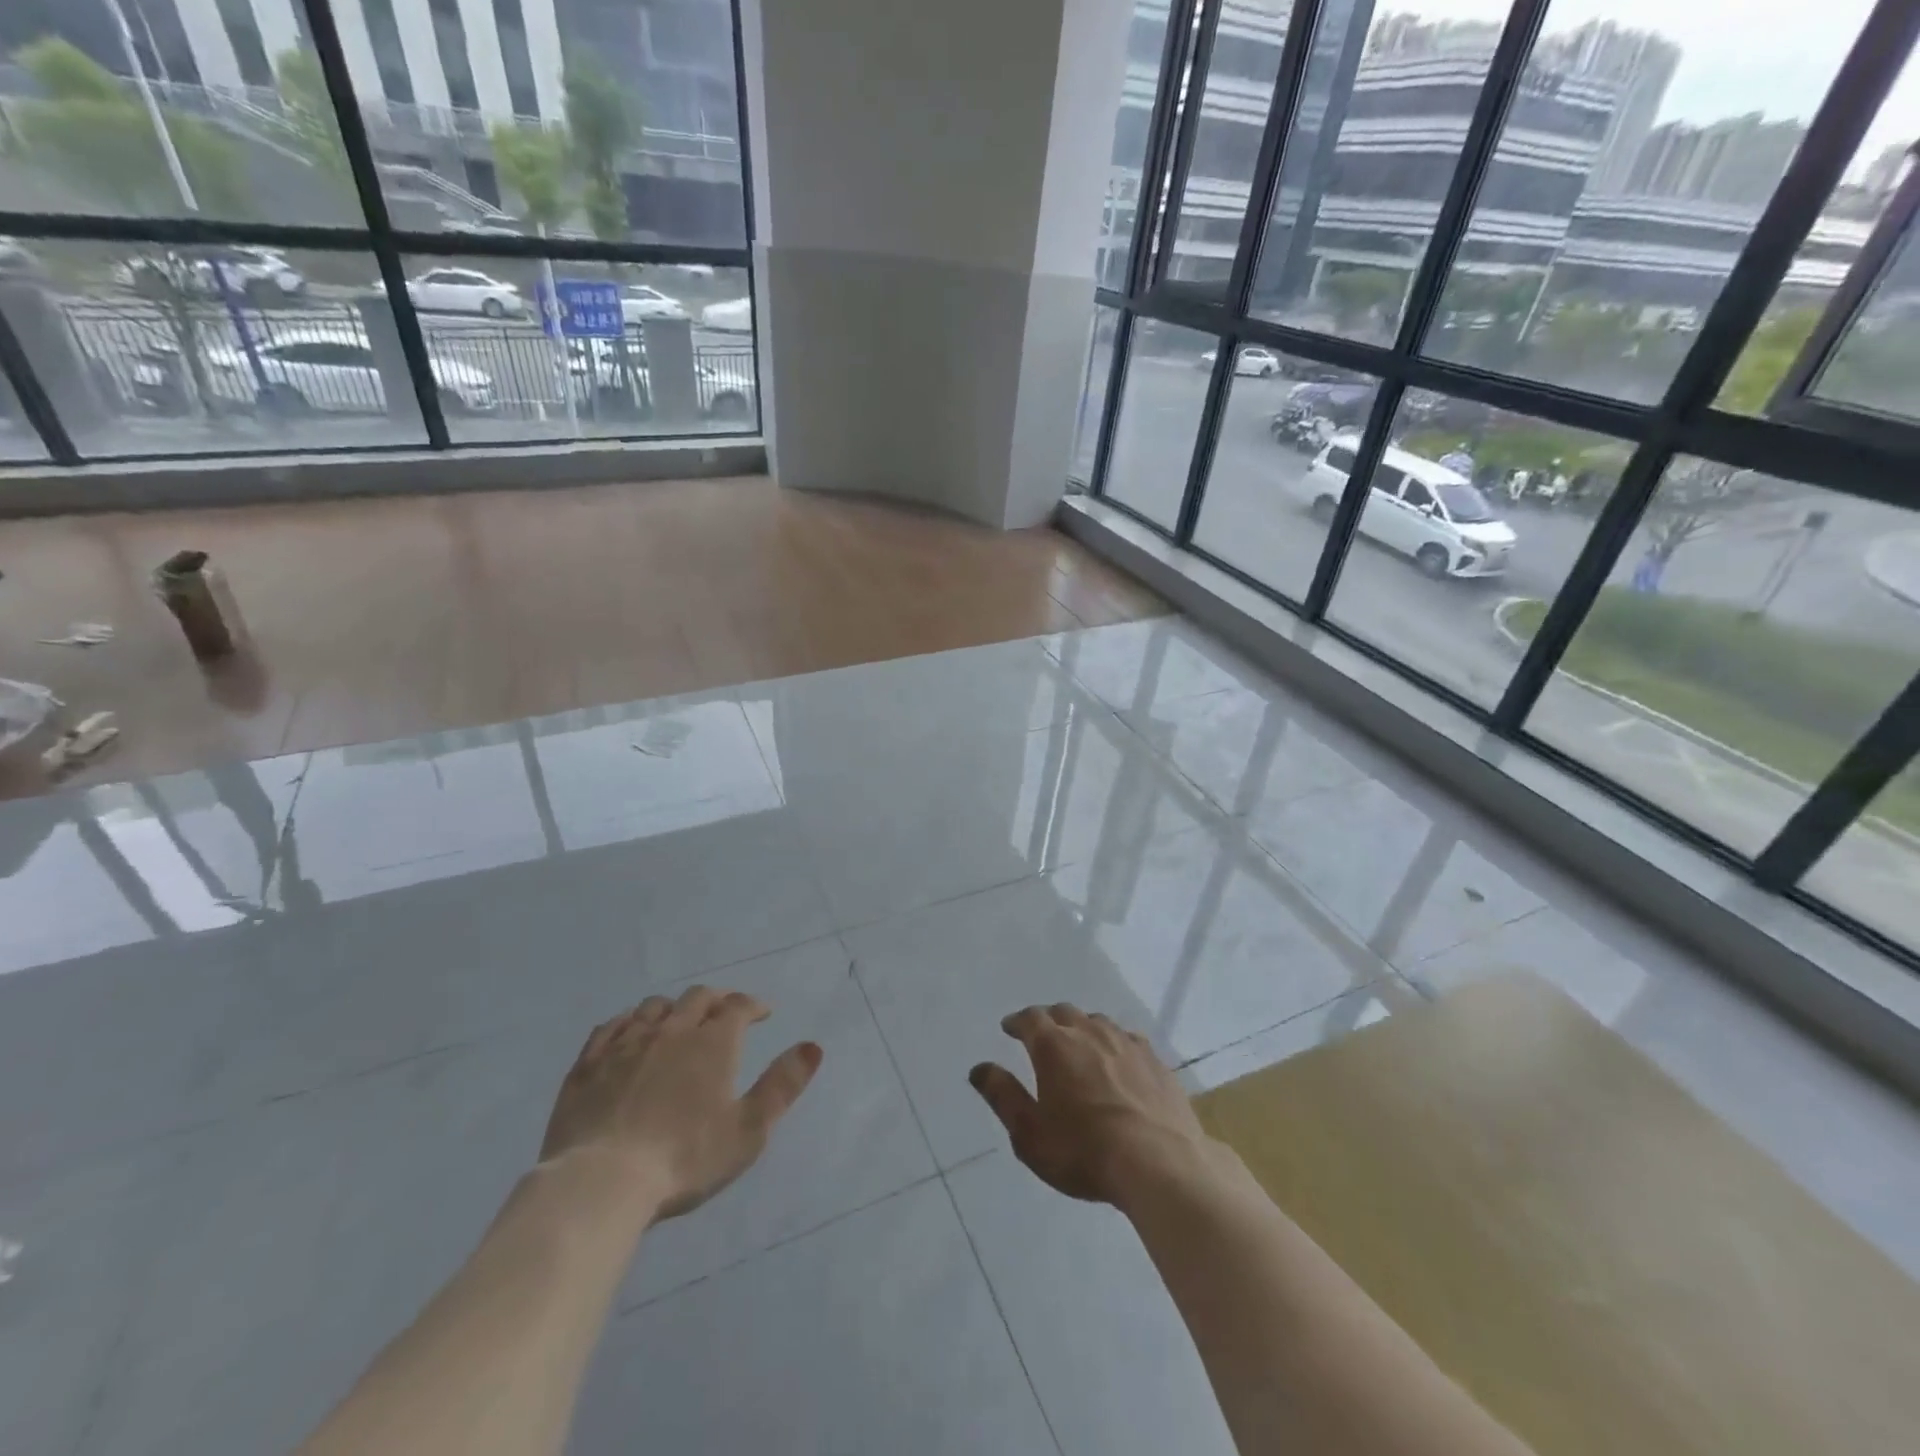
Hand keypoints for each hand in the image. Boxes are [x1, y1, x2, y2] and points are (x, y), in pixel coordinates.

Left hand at [540, 985, 822, 1221]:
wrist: (601, 1183)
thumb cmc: (685, 1159)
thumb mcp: (749, 1130)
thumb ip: (782, 1085)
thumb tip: (813, 1046)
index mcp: (712, 1043)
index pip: (737, 1006)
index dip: (753, 1005)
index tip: (762, 1013)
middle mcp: (671, 1031)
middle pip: (697, 998)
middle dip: (716, 999)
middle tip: (724, 1012)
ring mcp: (625, 1044)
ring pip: (654, 1007)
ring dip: (673, 1008)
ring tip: (678, 1022)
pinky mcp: (588, 1065)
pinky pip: (610, 1027)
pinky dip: (628, 1021)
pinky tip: (629, 1032)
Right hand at [969, 1004, 1215, 1206]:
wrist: (1159, 1163)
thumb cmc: (1083, 1151)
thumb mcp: (1030, 1133)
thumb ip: (1003, 1096)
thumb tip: (979, 1069)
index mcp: (1053, 1046)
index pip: (1030, 1018)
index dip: (1017, 1021)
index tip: (1009, 1028)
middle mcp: (1089, 1032)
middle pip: (1064, 1013)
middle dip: (1049, 1020)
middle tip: (1041, 1035)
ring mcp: (1126, 1042)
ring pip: (1097, 1022)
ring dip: (1082, 1028)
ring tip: (1079, 1045)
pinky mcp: (1155, 1060)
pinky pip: (1128, 1039)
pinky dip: (1114, 1043)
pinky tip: (1118, 1060)